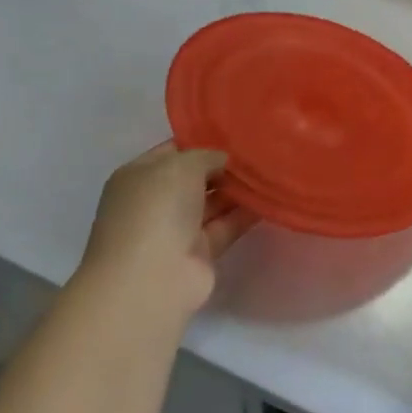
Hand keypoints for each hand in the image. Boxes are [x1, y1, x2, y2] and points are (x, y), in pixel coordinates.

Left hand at [80, 145, 254, 318]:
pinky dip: (246, 213)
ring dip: (239, 189)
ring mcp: (176, 229)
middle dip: (225, 166)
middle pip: (196, 177)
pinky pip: (226, 225)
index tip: (238, 133)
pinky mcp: (200, 253)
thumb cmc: (157, 209)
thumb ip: (207, 156)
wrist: (152, 280)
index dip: (203, 140)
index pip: (174, 150)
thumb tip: (224, 161)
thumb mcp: (182, 165)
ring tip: (272, 170)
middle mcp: (156, 201)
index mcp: (139, 176)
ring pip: (213, 202)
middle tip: (261, 150)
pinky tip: (271, 197)